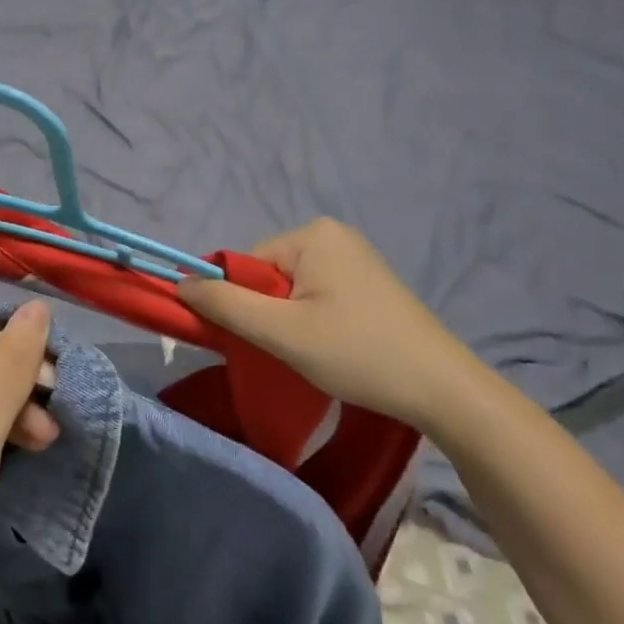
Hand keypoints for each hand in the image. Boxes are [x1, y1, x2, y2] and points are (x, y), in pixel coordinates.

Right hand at [181, 218, 475, 428]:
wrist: (444, 389)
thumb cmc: (358, 353)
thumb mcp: (282, 332)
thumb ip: (226, 305)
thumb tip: (179, 283)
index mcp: (312, 233)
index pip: (248, 264)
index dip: (245, 304)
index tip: (261, 340)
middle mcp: (332, 233)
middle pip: (270, 274)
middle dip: (271, 313)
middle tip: (293, 351)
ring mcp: (355, 256)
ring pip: (293, 288)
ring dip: (292, 320)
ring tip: (318, 352)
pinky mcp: (369, 280)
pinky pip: (319, 292)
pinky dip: (314, 319)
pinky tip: (335, 346)